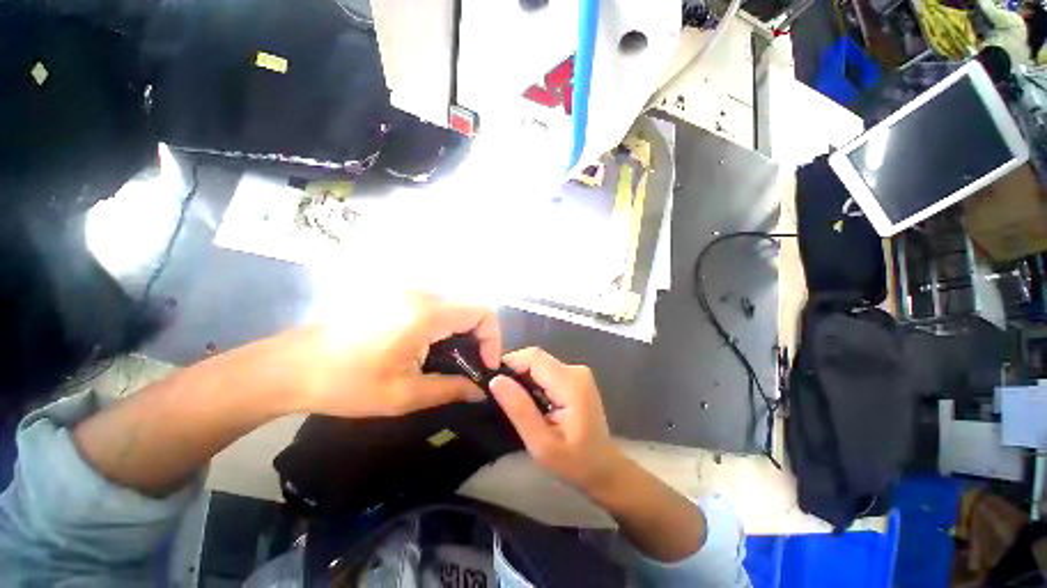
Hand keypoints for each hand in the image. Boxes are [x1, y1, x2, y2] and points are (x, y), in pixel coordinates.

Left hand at [274, 291, 499, 417]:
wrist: (290, 367)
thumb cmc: (346, 384)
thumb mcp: (403, 395)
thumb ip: (450, 390)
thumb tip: (480, 391)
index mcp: (426, 314)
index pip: (483, 312)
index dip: (493, 338)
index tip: (485, 365)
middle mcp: (421, 294)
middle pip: (470, 308)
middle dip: (479, 337)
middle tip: (470, 367)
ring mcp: (407, 291)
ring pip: (454, 306)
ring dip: (462, 332)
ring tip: (450, 361)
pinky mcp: (396, 295)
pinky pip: (436, 306)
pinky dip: (445, 326)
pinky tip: (429, 348)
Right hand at [490, 347, 626, 495]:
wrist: (603, 469)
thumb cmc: (574, 462)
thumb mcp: (541, 443)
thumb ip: (520, 410)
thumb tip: (496, 380)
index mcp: (571, 383)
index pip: (533, 357)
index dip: (510, 363)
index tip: (492, 381)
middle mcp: (575, 370)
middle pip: (536, 358)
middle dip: (514, 371)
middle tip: (499, 395)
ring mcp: (577, 373)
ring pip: (540, 363)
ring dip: (523, 376)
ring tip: (512, 399)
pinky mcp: (575, 378)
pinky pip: (547, 370)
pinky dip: (533, 380)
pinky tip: (528, 400)